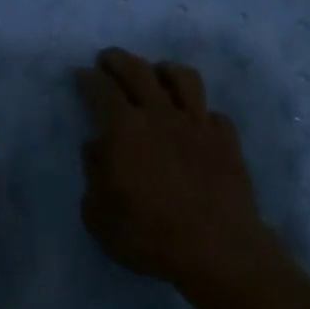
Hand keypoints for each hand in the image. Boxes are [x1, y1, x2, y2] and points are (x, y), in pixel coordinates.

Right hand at [77, 48, 277, 297]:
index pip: (101, 90)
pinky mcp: (227, 139)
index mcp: (124, 129)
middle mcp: (161, 115)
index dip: (89, 78)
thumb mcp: (99, 214)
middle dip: (119, 60)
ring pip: (183, 78)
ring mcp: (198, 124)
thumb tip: (97, 147)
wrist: (218, 249)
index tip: (83, 73)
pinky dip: (199, 112)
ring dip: (164, 70)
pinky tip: (195, 121)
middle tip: (108, 58)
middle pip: (139, 71)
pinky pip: (212, 112)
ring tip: (156, 73)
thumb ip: (93, 174)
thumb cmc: (149, 235)